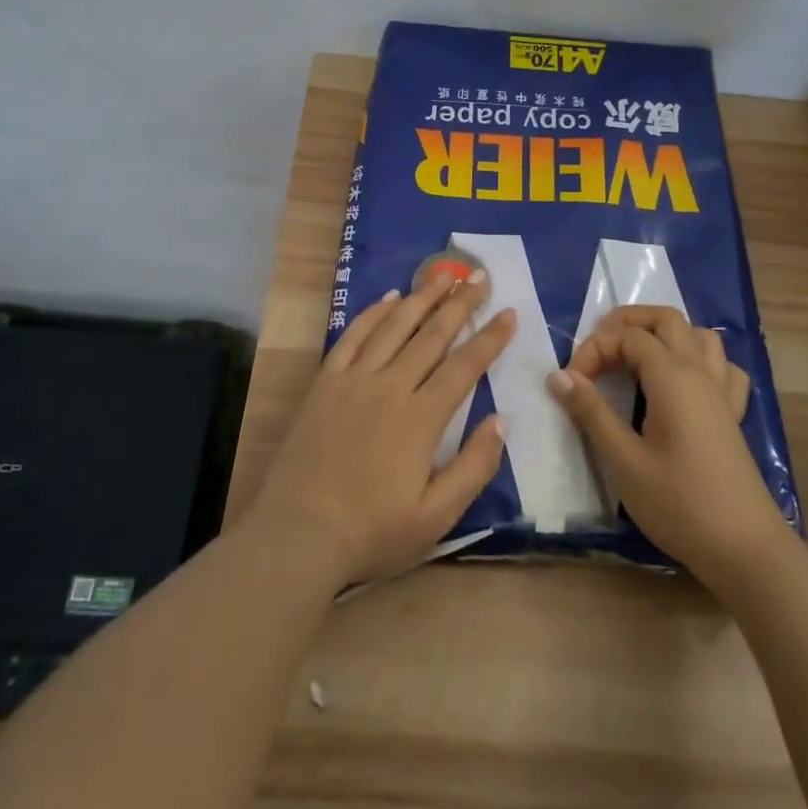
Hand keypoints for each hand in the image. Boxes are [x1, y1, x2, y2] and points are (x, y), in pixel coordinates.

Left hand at [249, 269, 515, 585]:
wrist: (298, 534)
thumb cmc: (372, 532)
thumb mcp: (437, 517)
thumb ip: (474, 467)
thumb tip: (501, 419)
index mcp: (421, 418)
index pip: (464, 366)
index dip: (490, 338)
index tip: (509, 312)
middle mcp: (390, 387)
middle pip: (432, 335)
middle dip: (460, 304)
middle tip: (480, 277)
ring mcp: (354, 380)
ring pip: (394, 327)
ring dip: (421, 298)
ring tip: (443, 274)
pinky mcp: (325, 383)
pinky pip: (352, 336)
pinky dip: (373, 313)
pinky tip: (389, 298)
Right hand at [549, 305, 784, 588]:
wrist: (745, 550)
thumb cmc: (679, 504)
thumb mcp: (624, 461)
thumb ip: (591, 412)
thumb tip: (558, 375)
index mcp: (673, 378)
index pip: (627, 337)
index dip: (594, 350)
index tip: (573, 385)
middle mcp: (701, 373)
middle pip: (666, 319)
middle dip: (628, 322)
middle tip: (598, 348)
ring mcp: (722, 393)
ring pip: (699, 335)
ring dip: (665, 334)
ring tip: (636, 358)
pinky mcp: (733, 415)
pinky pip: (722, 367)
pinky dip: (699, 360)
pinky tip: (683, 383)